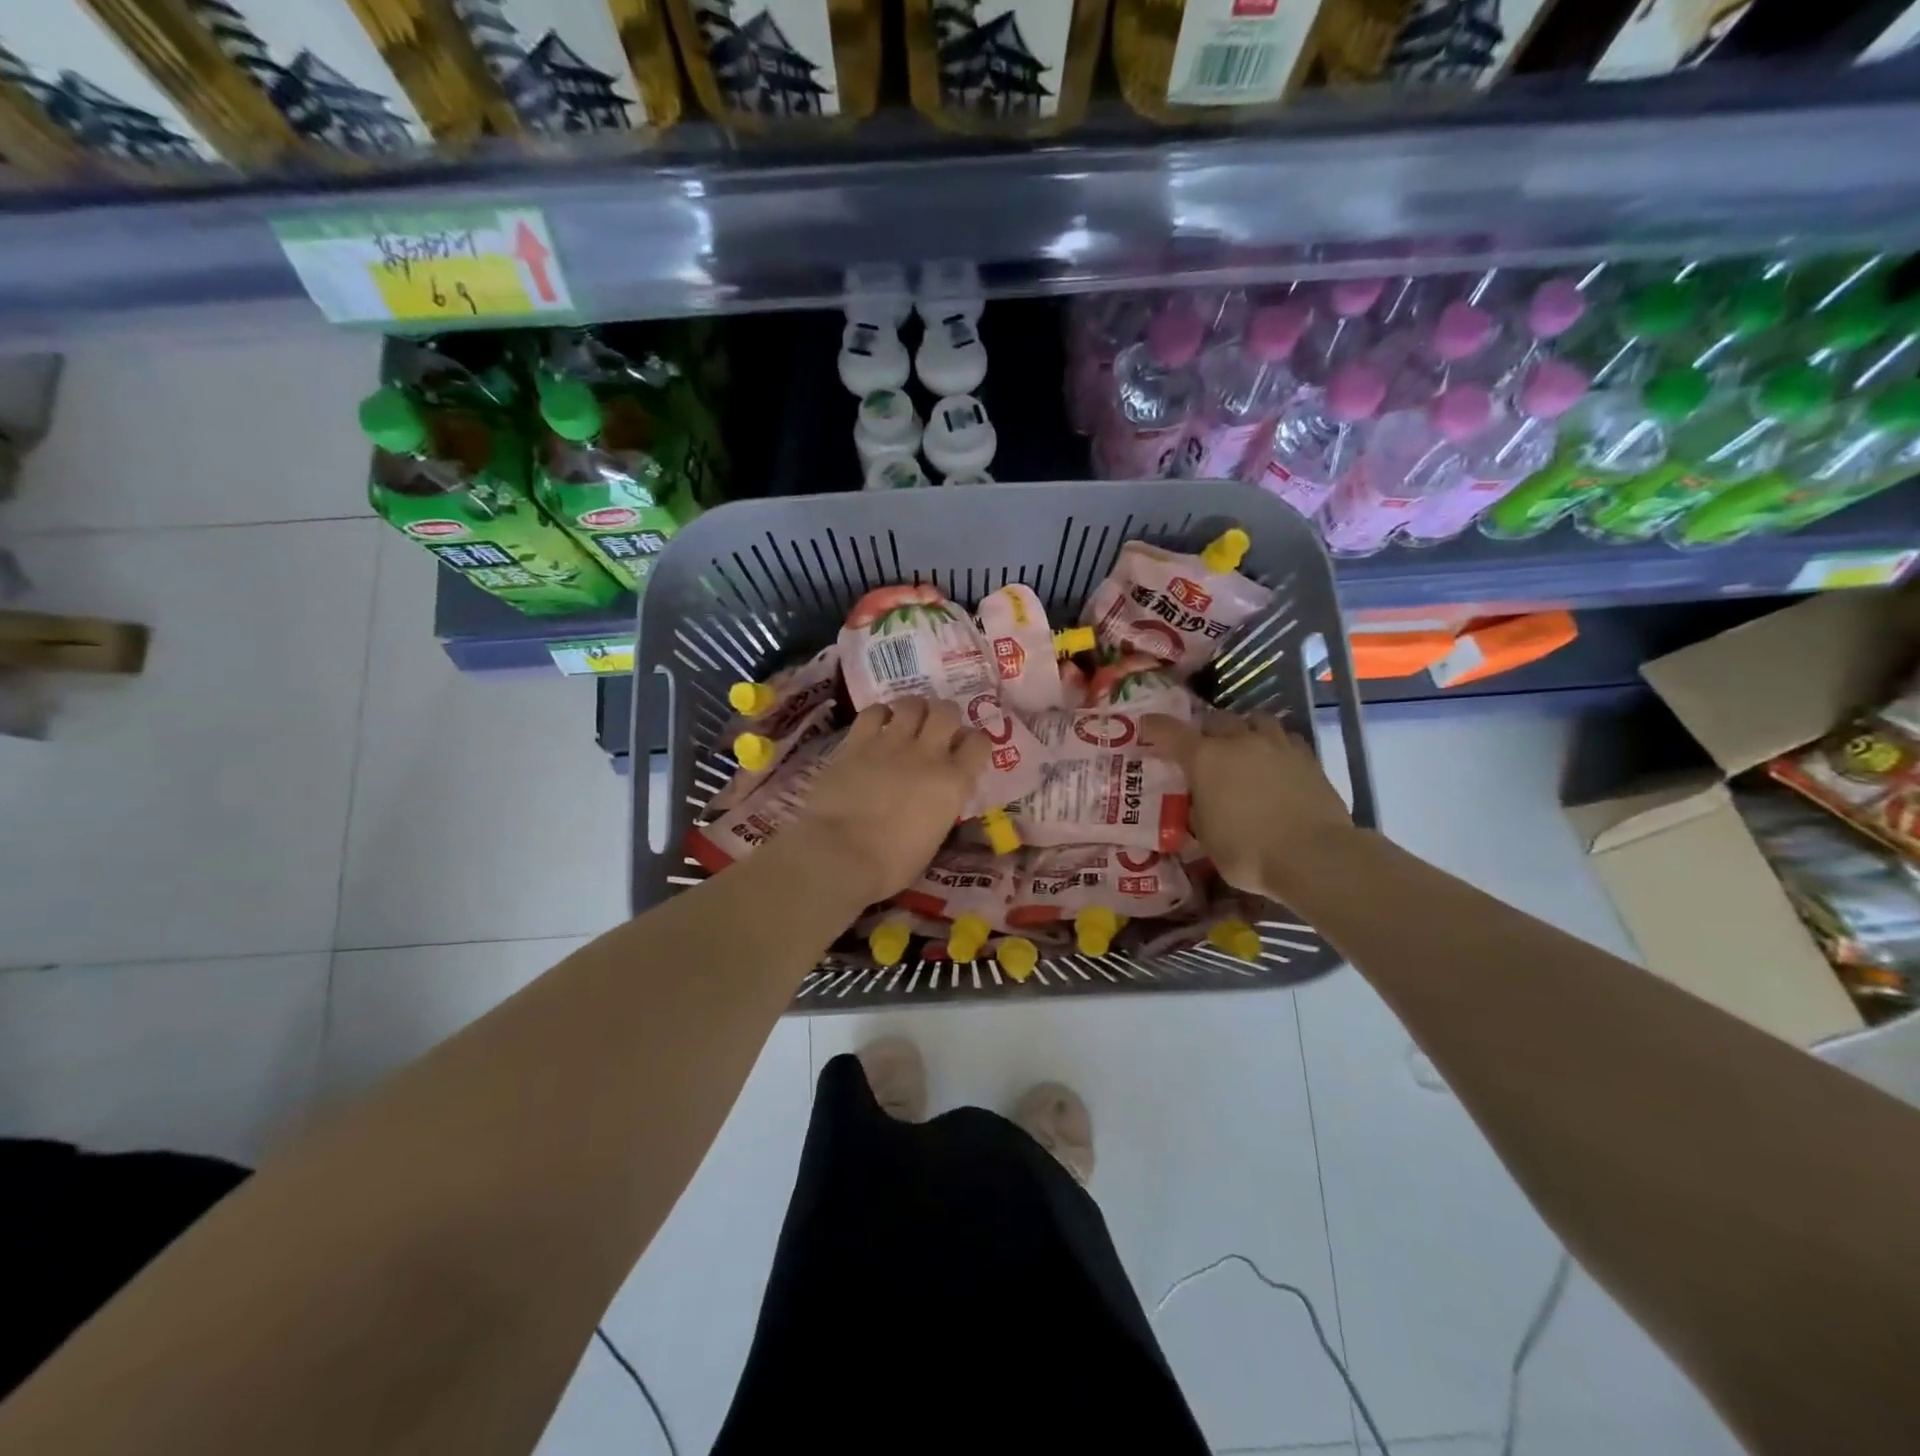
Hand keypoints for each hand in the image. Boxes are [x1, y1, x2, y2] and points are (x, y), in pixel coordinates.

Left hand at [782, 696, 989, 907]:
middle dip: (945, 716)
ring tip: (907, 723)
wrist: (840, 854)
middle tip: (936, 730)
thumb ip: (940, 809)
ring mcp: (891, 743)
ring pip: (912, 703)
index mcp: (954, 783)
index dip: (974, 743)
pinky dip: (879, 715)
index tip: (964, 752)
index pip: (979, 743)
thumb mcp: (933, 839)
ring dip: (914, 710)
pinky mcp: (857, 742)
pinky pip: (873, 712)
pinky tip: (877, 726)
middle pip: (947, 711)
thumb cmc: (891, 864)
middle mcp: (928, 754)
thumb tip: (934, 801)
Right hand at [1141, 710, 1354, 899]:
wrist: (1314, 856)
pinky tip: (1276, 761)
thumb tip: (1199, 805)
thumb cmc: (1248, 851)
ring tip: (1243, 747)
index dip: (1154, 727)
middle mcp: (1238, 741)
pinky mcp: (1307, 757)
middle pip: (1215, 719)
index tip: (1146, 727)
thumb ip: (1198, 812)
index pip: (1170, 732)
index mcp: (1205, 759)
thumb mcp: (1206, 837)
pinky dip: (1275, 744)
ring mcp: (1276, 745)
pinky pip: (1286, 738)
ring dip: (1243, 729)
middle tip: (1203, 749)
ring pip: (1255, 719)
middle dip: (1205, 730)